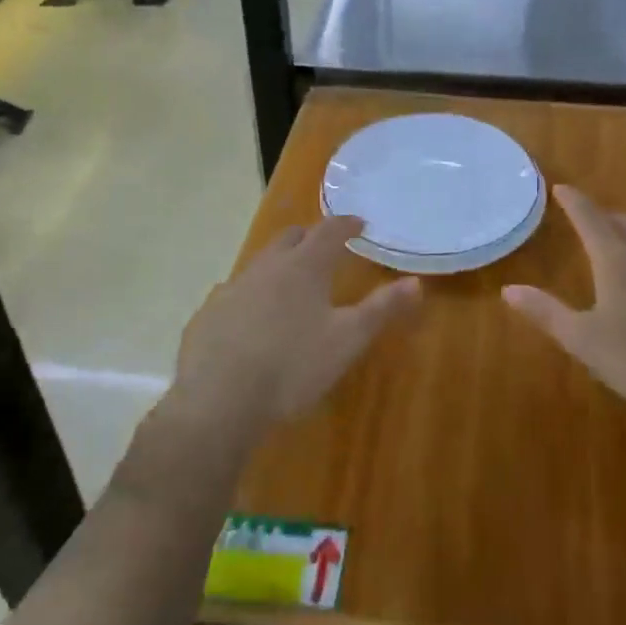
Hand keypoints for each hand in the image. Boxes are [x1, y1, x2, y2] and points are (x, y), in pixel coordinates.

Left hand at [172, 216, 419, 438]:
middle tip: (326, 249)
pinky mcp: (209, 313)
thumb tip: (415, 282)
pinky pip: (235, 293)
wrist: (219, 401)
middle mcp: (267, 266)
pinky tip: (253, 320)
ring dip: (280, 265)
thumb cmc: (293, 366)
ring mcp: (233, 288)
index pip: (329, 230)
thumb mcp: (347, 340)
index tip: (359, 223)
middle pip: (291, 238)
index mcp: (304, 266)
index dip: (346, 224)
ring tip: (292, 286)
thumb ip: (382, 309)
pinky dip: (252, 296)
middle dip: (310, 238)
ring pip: (261, 263)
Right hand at [504, 186, 625, 436]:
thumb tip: (509, 289)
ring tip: (623, 256)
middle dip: (605, 218)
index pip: (591, 219)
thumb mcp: (583, 341)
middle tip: (591, 222)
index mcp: (617, 263)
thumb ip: (546, 312)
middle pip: (625, 224)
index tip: (561, 187)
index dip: (574, 202)